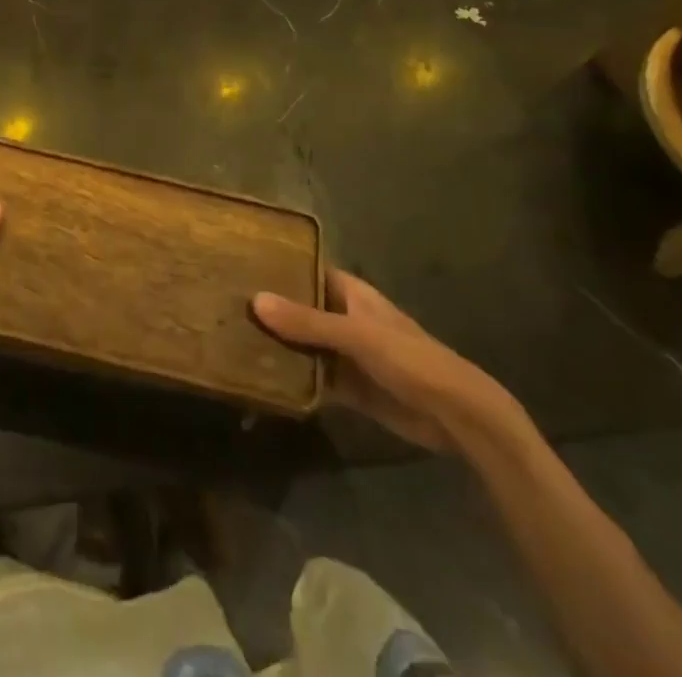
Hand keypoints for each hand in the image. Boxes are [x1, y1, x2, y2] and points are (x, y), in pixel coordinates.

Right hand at [253, 268, 518, 451]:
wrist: (457, 417)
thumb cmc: (410, 359)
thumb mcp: (357, 335)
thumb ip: (308, 321)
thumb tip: (255, 301)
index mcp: (351, 293)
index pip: (307, 270)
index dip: (279, 266)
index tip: (240, 264)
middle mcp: (345, 318)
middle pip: (301, 309)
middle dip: (271, 310)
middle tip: (224, 304)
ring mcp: (346, 354)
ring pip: (304, 344)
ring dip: (278, 346)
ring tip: (231, 339)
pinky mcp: (349, 388)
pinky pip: (313, 377)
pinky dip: (293, 378)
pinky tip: (261, 379)